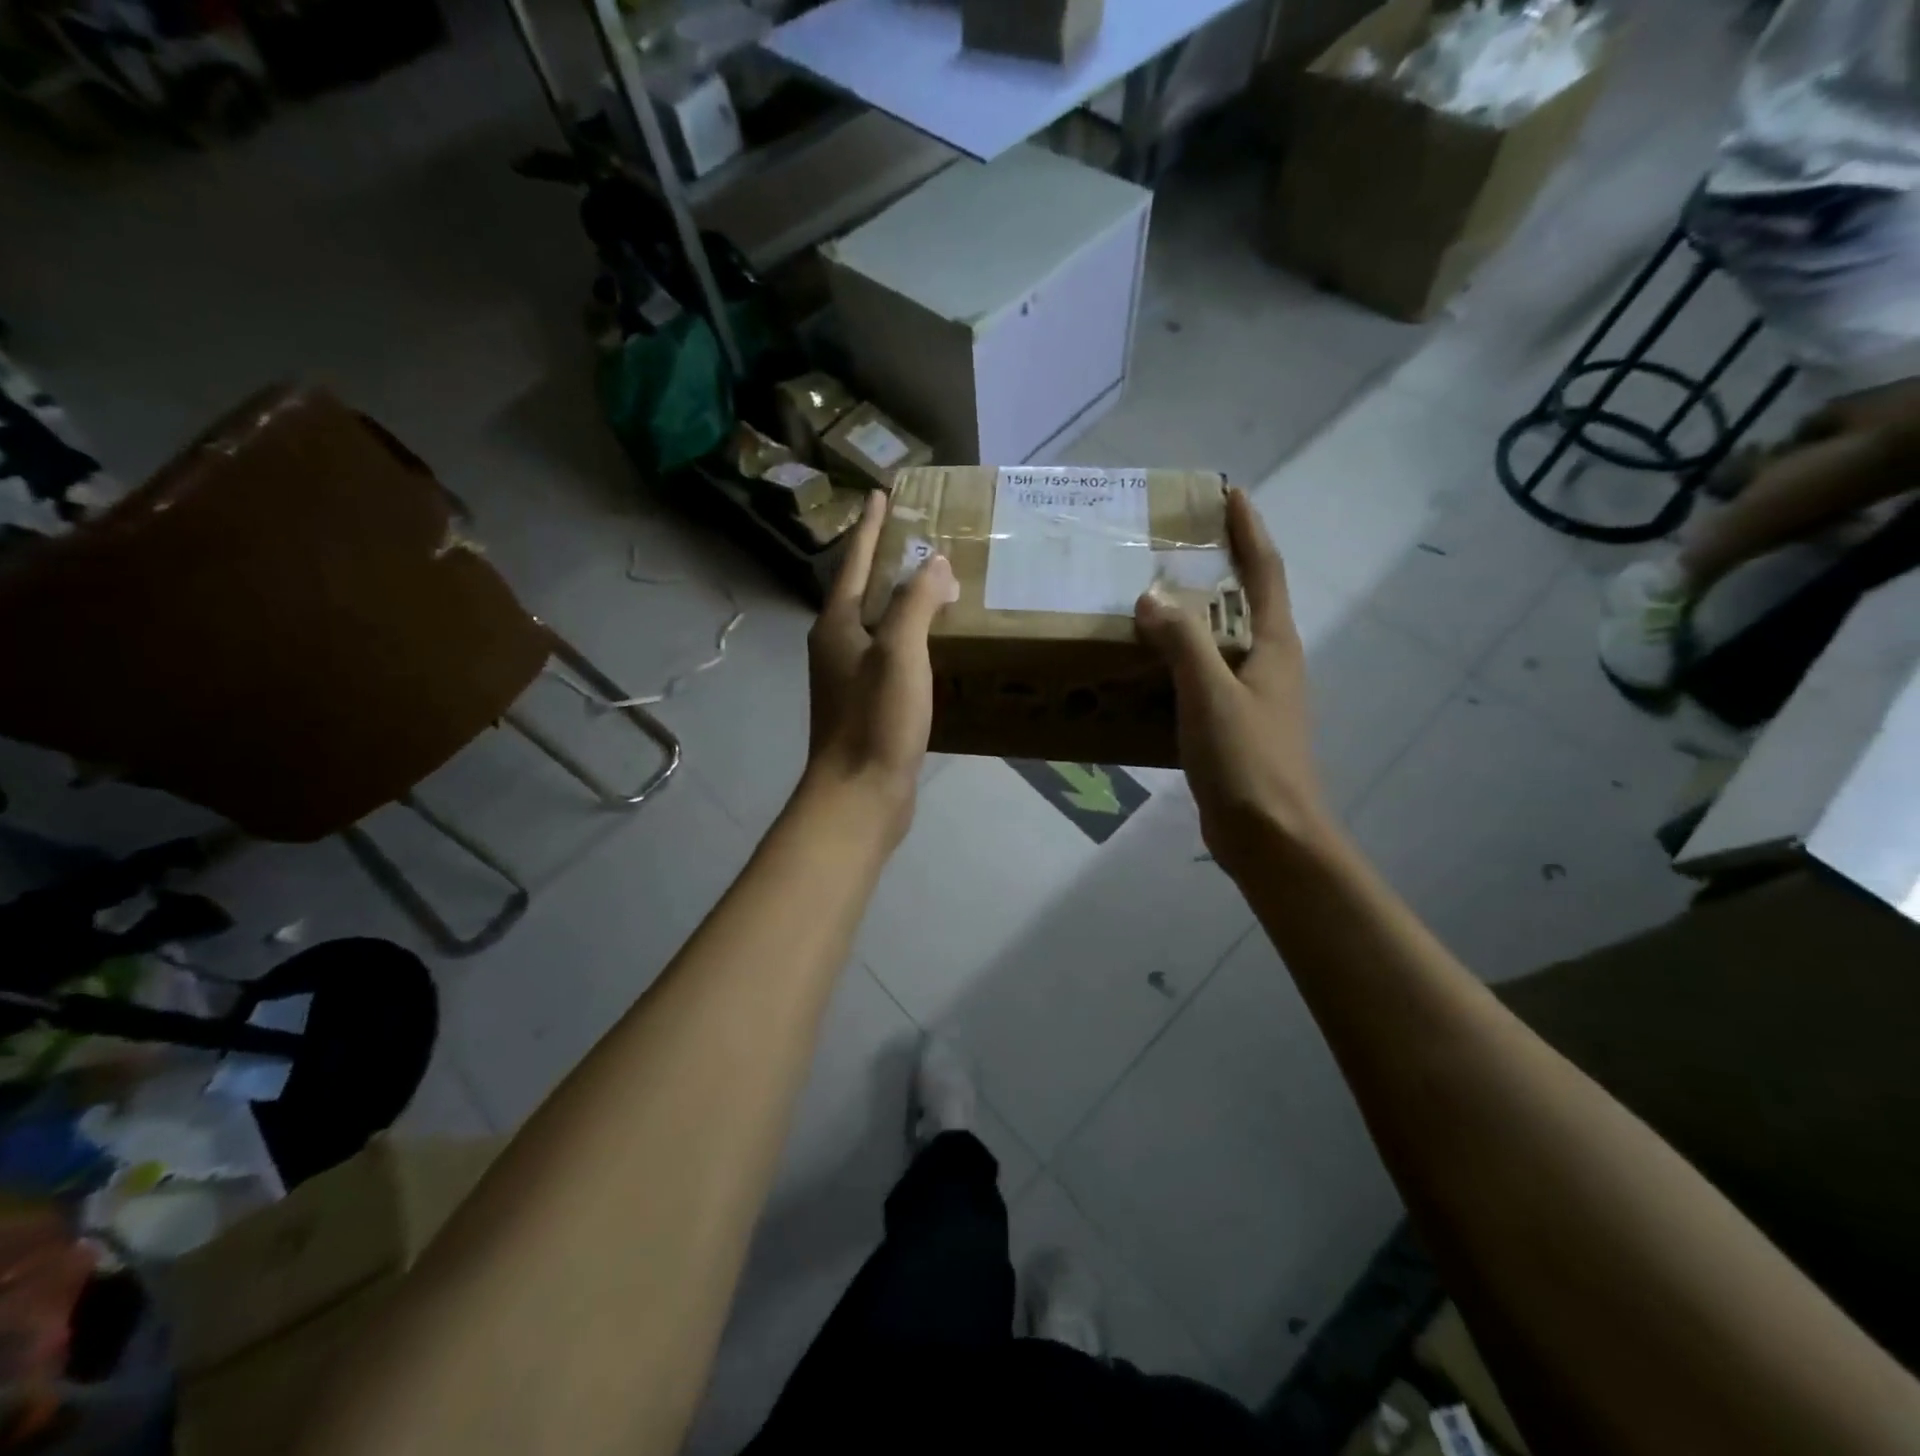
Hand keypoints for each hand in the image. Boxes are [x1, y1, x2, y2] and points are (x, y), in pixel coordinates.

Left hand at [803, 491, 958, 839]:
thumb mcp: (899, 653)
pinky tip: (933, 642)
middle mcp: (837, 645)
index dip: (870, 528)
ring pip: (876, 624)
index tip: (882, 495)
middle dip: (885, 560)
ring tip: (932, 582)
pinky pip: (890, 655)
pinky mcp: (868, 704)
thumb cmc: (876, 719)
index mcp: (837, 625)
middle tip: (917, 535)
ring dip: (900, 600)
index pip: (854, 563)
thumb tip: (934, 563)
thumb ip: (915, 603)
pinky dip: (910, 638)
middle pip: (862, 590)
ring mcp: (850, 677)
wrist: (859, 793)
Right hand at [1134, 487, 1331, 877]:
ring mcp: (1254, 697)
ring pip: (1223, 641)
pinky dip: (1180, 662)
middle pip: (1247, 601)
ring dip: (1196, 616)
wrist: (1271, 836)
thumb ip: (1182, 641)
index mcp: (1274, 645)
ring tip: (1152, 600)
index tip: (1230, 493)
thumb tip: (1151, 596)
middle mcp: (1270, 663)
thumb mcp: (1210, 694)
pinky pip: (1205, 678)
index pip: (1265, 571)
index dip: (1249, 530)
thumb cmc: (1248, 760)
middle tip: (1174, 546)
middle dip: (1219, 567)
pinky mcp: (1234, 727)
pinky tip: (1148, 667)